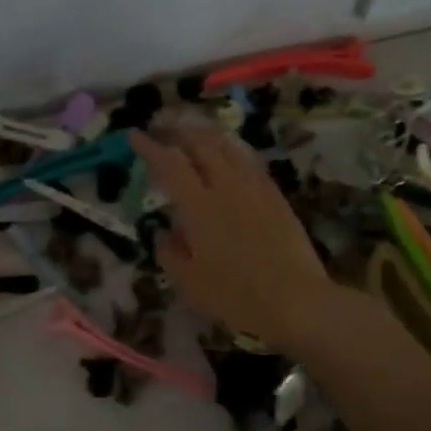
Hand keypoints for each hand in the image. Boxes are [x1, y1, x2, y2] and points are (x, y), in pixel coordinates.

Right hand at [129, 126, 342, 348]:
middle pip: (201, 144)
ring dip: (207, 135)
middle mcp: (226, 187)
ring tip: (194, 133)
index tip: (135, 136)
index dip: (150, 147)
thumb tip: (163, 233)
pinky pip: (250, 161)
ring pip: (229, 147)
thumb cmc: (236, 295)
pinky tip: (231, 155)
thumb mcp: (189, 283)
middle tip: (164, 130)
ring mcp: (255, 188)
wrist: (296, 299)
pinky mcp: (276, 196)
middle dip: (178, 132)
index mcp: (199, 206)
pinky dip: (233, 150)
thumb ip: (169, 254)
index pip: (169, 164)